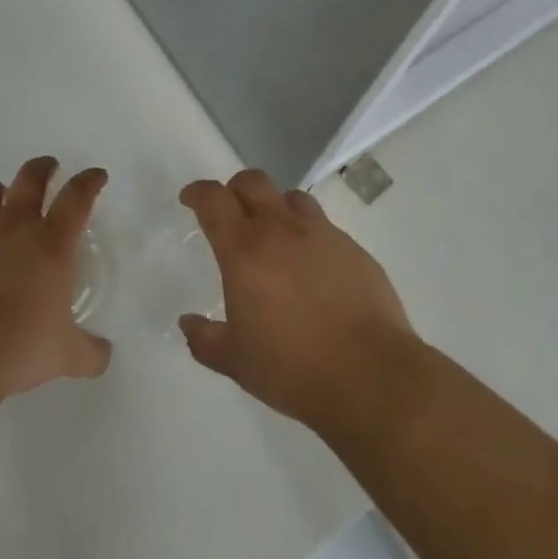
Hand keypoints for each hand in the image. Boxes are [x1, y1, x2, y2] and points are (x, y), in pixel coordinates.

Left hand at [0, 156, 112, 398]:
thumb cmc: (17, 349)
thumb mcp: (64, 356)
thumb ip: (89, 353)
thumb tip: (105, 356)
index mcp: (51, 243)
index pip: (77, 196)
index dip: (89, 181)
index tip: (96, 176)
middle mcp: (14, 226)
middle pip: (30, 177)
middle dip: (43, 167)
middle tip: (49, 168)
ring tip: (1, 204)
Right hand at [178, 170, 416, 433]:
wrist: (370, 376)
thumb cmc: (292, 368)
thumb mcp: (236, 361)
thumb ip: (205, 339)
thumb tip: (188, 323)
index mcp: (244, 249)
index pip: (213, 199)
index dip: (197, 192)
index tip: (190, 199)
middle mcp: (281, 229)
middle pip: (253, 182)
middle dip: (235, 189)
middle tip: (230, 212)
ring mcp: (322, 234)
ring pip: (292, 197)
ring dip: (276, 207)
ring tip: (275, 234)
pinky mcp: (353, 248)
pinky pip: (324, 227)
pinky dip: (309, 235)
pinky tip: (313, 267)